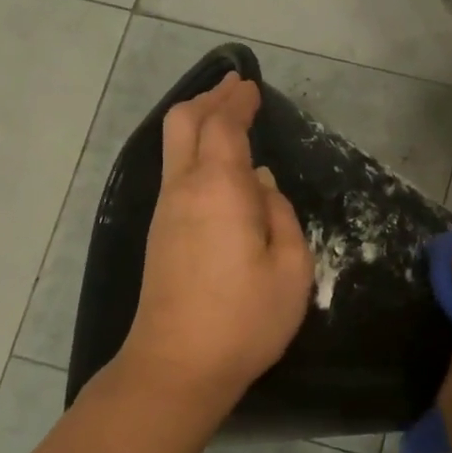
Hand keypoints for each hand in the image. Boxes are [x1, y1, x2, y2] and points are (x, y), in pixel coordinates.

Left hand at [117, 74, 312, 416]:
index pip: (224, 126)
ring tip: (225, 114)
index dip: (238, 102)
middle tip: (233, 87)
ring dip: (198, 122)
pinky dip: (193, 150)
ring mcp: (166, 211)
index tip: (252, 87)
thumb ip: (281, 216)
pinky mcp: (160, 234)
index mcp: (220, 188)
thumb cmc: (245, 318)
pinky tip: (215, 163)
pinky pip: (174, 171)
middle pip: (184, 123)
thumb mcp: (291, 268)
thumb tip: (261, 186)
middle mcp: (185, 189)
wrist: (177, 366)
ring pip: (174, 147)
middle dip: (209, 99)